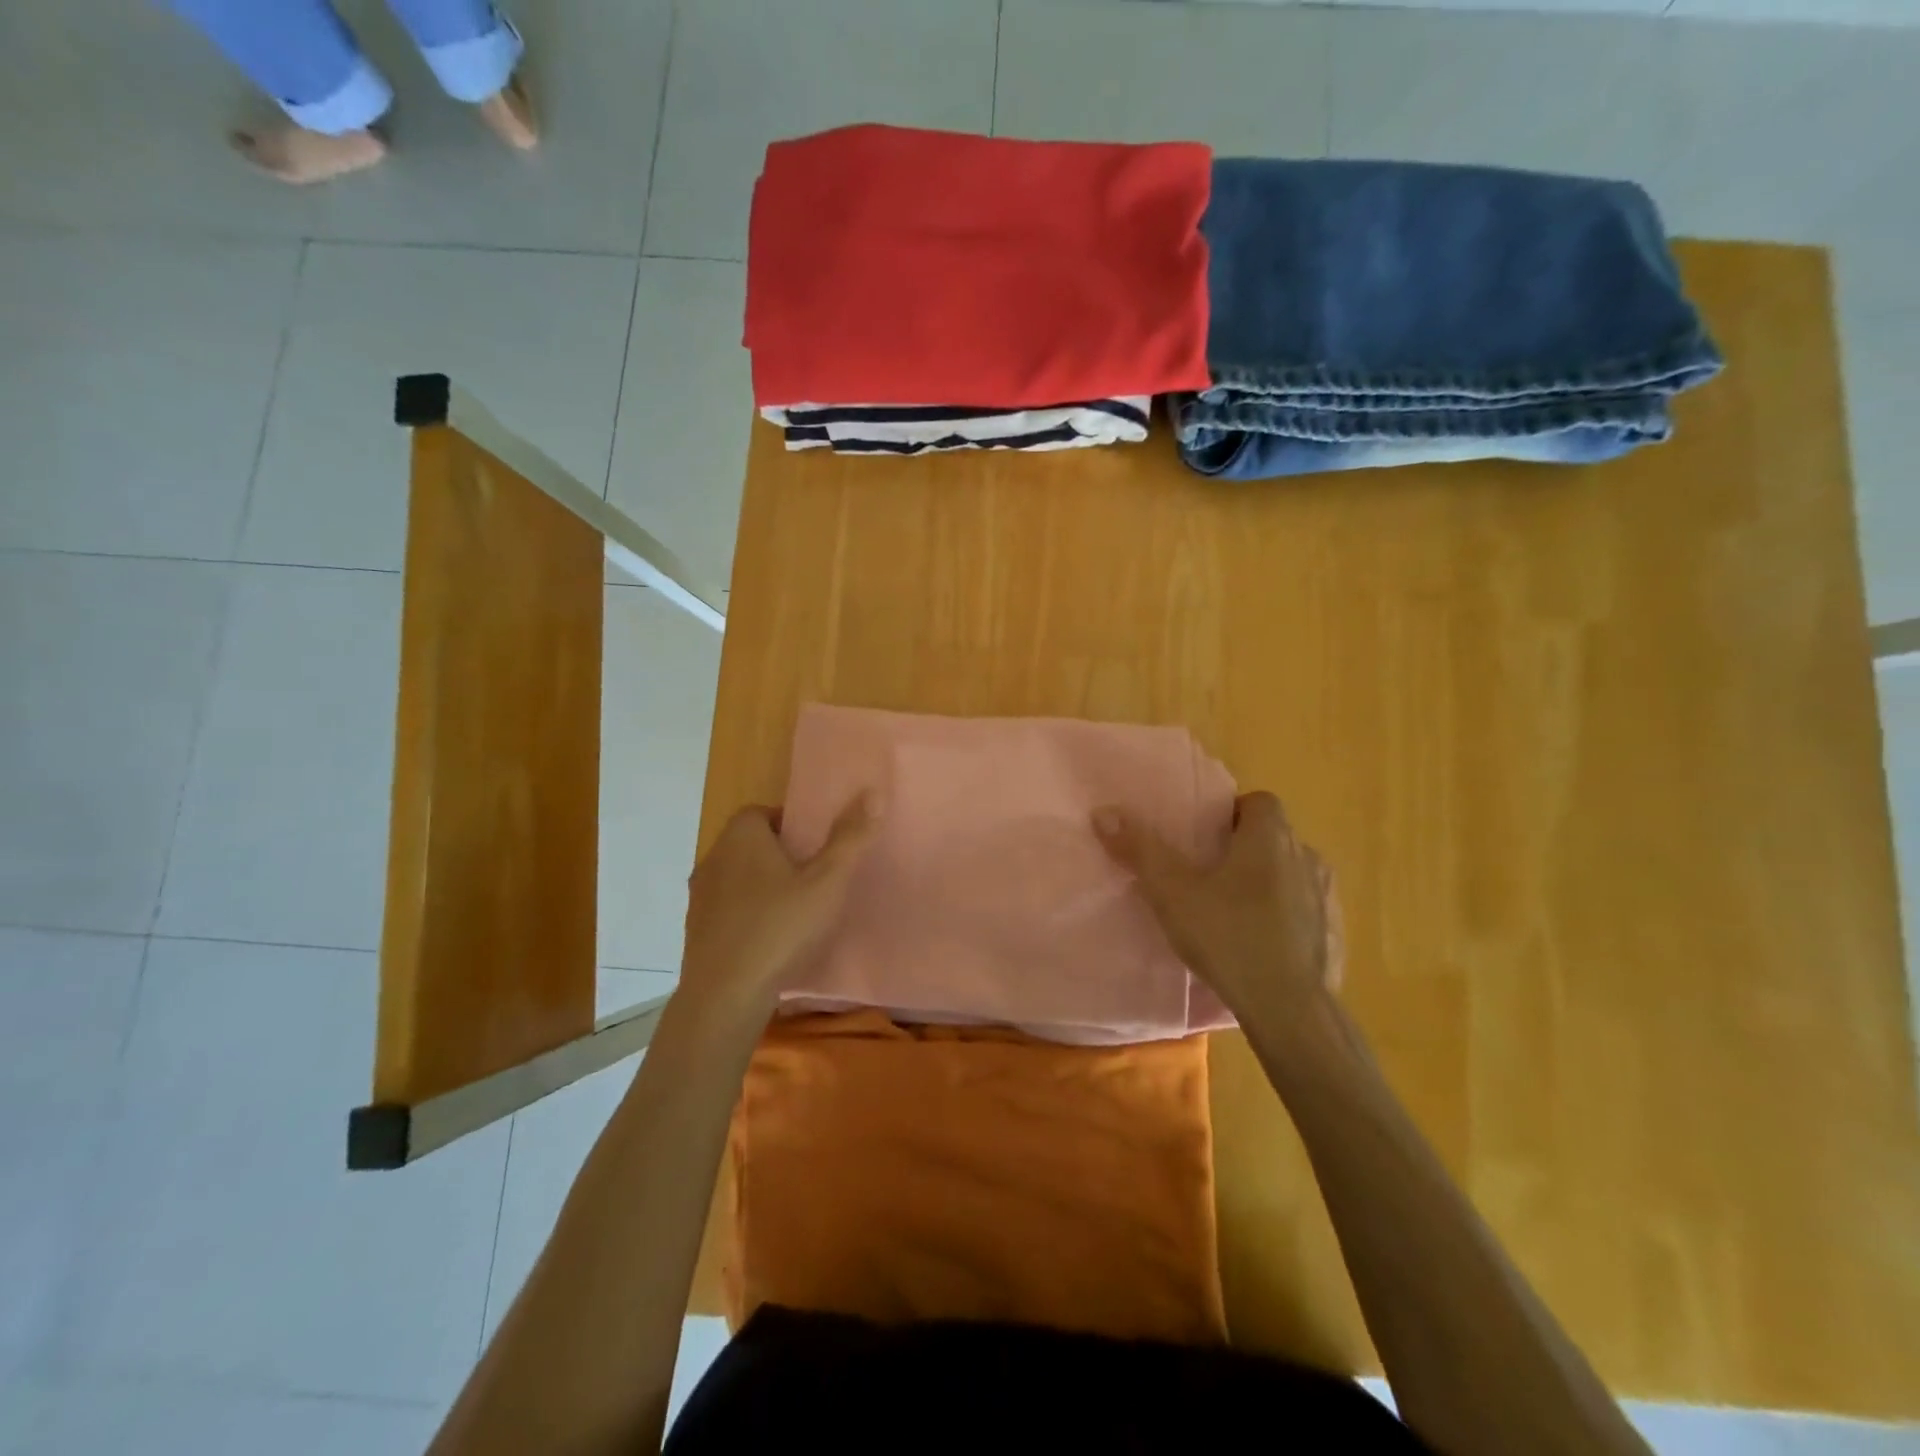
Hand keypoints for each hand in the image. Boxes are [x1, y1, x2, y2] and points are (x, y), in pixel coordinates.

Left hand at [679, 795, 879, 1016]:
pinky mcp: (696, 932)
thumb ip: (850, 838)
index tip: (816, 845)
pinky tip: (770, 938)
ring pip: (736, 878)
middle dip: (778, 854)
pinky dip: (746, 915)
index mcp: (741, 838)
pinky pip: (726, 910)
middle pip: (748, 844)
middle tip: (813, 875)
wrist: (725, 997)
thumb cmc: (780, 929)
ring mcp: (700, 898)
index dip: (790, 823)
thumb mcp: (827, 882)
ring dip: (761, 885)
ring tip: (795, 908)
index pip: (762, 812)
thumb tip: (873, 791)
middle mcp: (713, 859)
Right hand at [1093, 791, 1341, 1022]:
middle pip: (1275, 837)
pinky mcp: (1334, 936)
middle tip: (1210, 872)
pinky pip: (1307, 912)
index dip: (1233, 811)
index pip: (1260, 801)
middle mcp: (1306, 857)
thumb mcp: (1172, 893)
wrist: (1290, 1009)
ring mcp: (1325, 898)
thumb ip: (1140, 850)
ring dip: (1269, 881)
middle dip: (1246, 847)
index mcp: (1269, 838)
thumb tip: (1104, 811)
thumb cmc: (1228, 936)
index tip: (1206, 834)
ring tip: (1234, 909)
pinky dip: (1288, 917)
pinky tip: (1263, 944)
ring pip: (1293, 874)